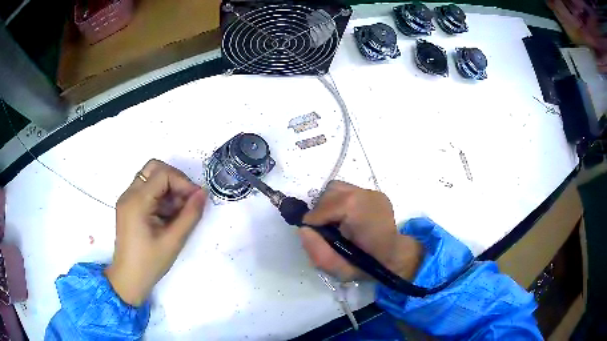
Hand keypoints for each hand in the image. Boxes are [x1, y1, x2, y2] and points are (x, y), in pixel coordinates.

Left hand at [105, 159, 206, 305]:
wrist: (129, 279)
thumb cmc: (150, 263)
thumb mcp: (173, 241)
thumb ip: (190, 215)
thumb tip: (203, 193)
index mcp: (137, 201)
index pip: (162, 174)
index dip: (182, 182)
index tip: (196, 198)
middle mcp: (129, 194)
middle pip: (154, 169)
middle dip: (175, 179)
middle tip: (187, 199)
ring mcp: (127, 199)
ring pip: (151, 178)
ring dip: (168, 189)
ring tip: (179, 212)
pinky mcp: (129, 206)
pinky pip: (147, 191)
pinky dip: (161, 197)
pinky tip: (168, 216)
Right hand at [299, 181, 422, 281]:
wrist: (395, 257)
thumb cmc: (368, 266)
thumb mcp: (340, 270)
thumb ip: (318, 252)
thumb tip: (303, 229)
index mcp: (361, 214)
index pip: (327, 205)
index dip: (314, 219)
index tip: (311, 232)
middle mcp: (368, 196)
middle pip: (331, 192)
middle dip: (321, 210)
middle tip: (324, 229)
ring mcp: (373, 192)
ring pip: (337, 188)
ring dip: (330, 204)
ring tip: (335, 222)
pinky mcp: (375, 193)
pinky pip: (348, 191)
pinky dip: (340, 202)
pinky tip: (346, 217)